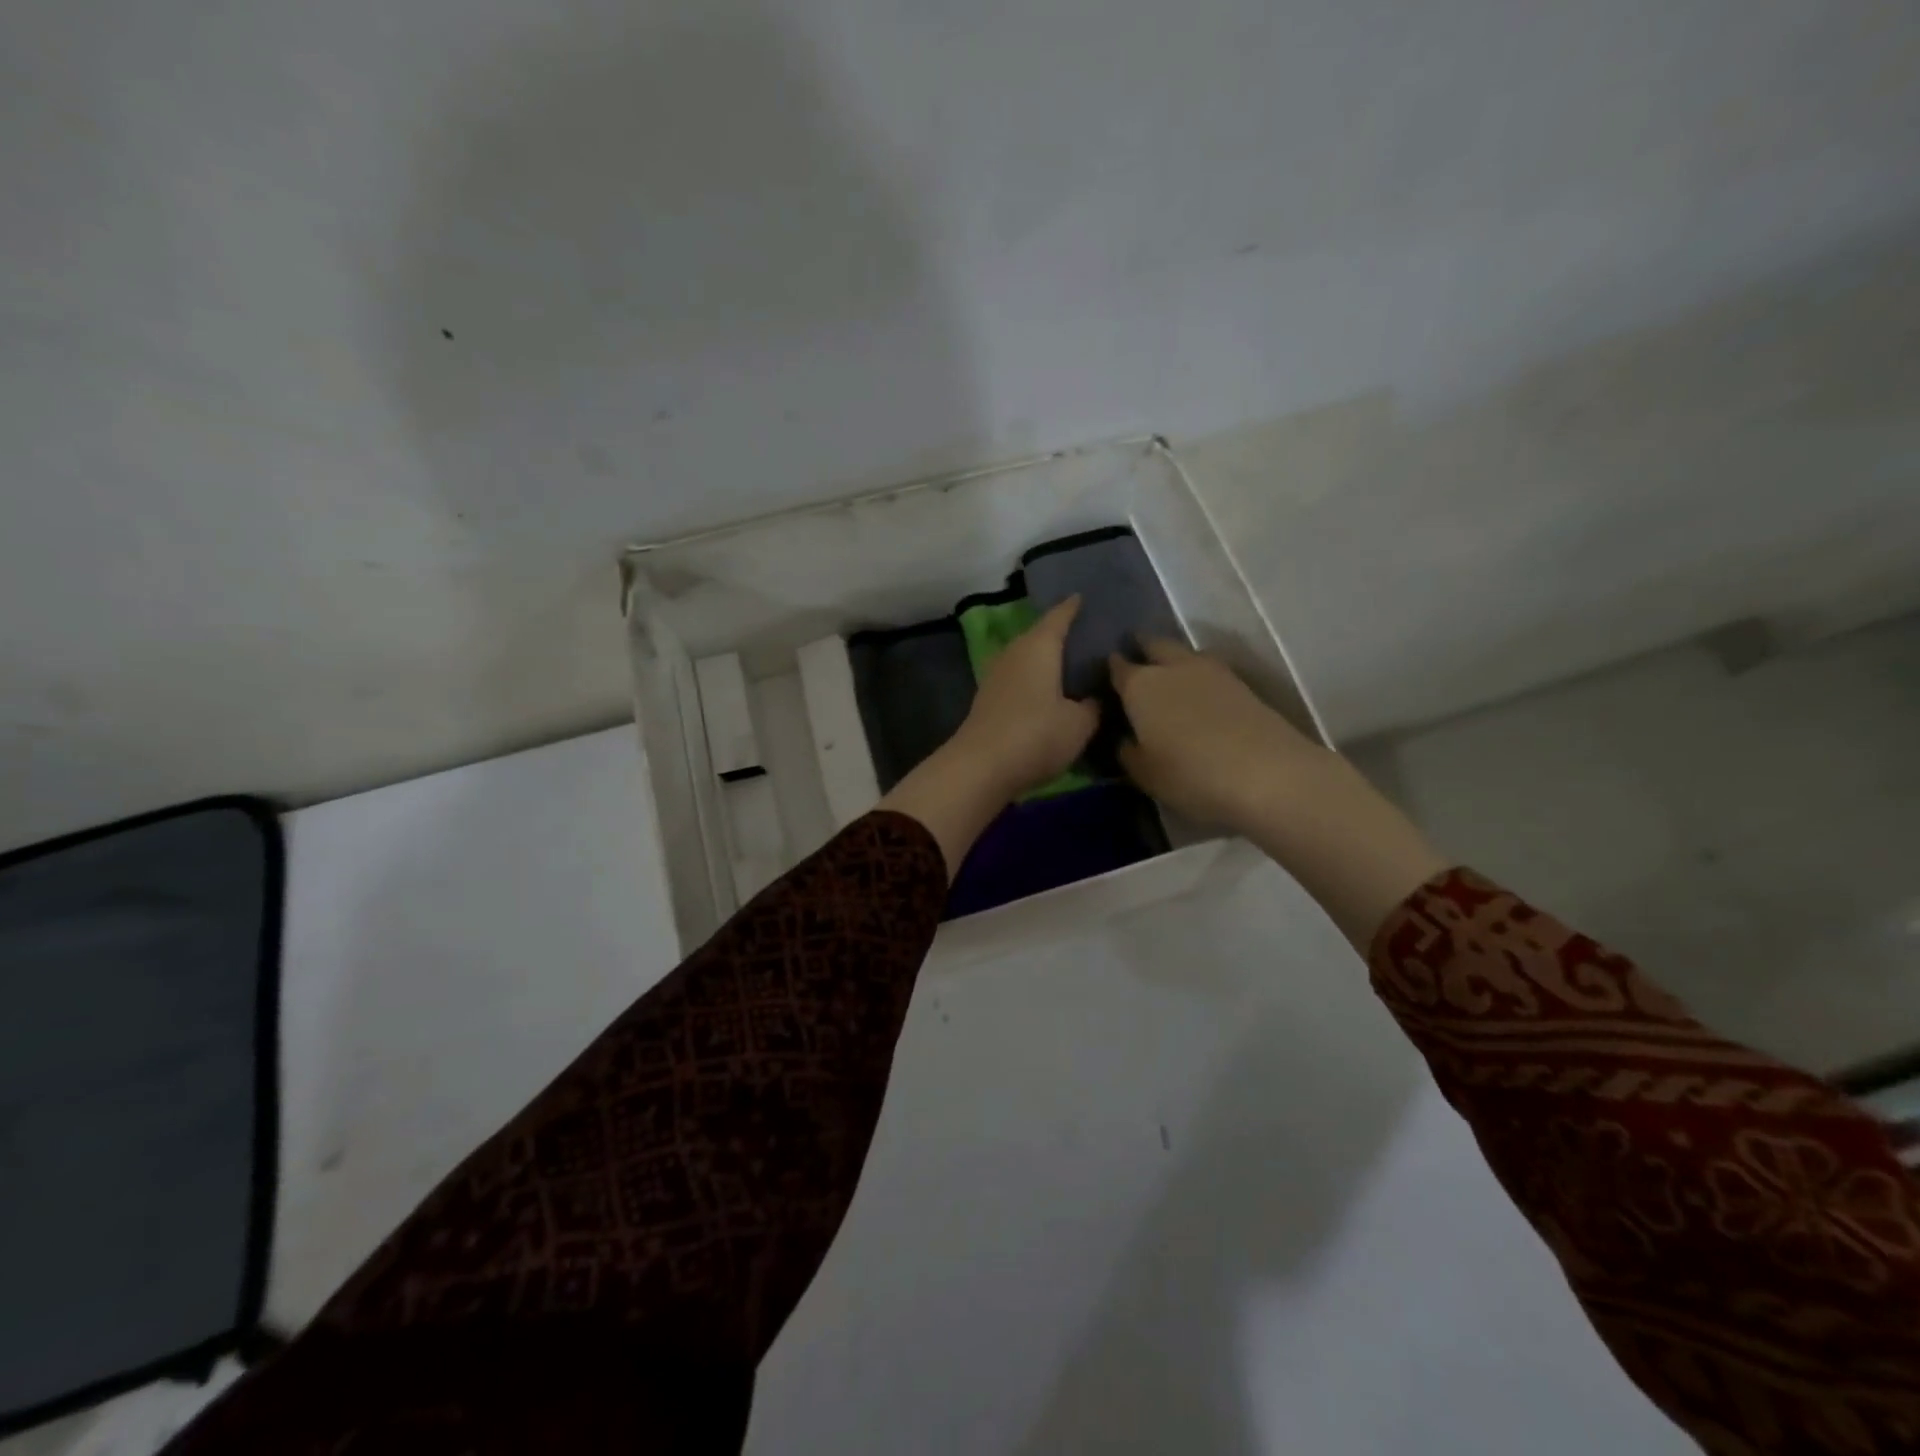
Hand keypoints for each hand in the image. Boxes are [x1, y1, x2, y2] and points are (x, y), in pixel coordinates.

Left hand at [950, 596, 1101, 799]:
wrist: (980, 768)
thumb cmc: (1036, 735)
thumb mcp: (1079, 724)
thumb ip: (1092, 706)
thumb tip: (1093, 699)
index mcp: (1039, 646)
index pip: (1059, 616)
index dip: (1073, 607)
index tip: (1084, 598)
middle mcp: (1014, 653)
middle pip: (1040, 636)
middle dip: (1061, 635)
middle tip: (1088, 639)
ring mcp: (996, 676)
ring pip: (1027, 659)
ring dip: (1046, 661)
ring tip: (1071, 666)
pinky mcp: (988, 701)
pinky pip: (1018, 680)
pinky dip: (1034, 681)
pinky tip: (1048, 693)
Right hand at [1108, 638, 1324, 832]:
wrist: (1267, 773)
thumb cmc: (1190, 774)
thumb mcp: (1145, 774)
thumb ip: (1128, 752)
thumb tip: (1126, 739)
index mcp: (1140, 686)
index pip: (1118, 666)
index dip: (1111, 668)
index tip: (1105, 675)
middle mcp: (1173, 668)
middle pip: (1155, 644)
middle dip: (1143, 647)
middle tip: (1137, 660)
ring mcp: (1212, 672)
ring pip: (1186, 654)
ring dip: (1175, 660)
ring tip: (1169, 678)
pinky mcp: (1242, 684)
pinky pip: (1210, 671)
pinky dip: (1199, 677)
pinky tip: (1199, 695)